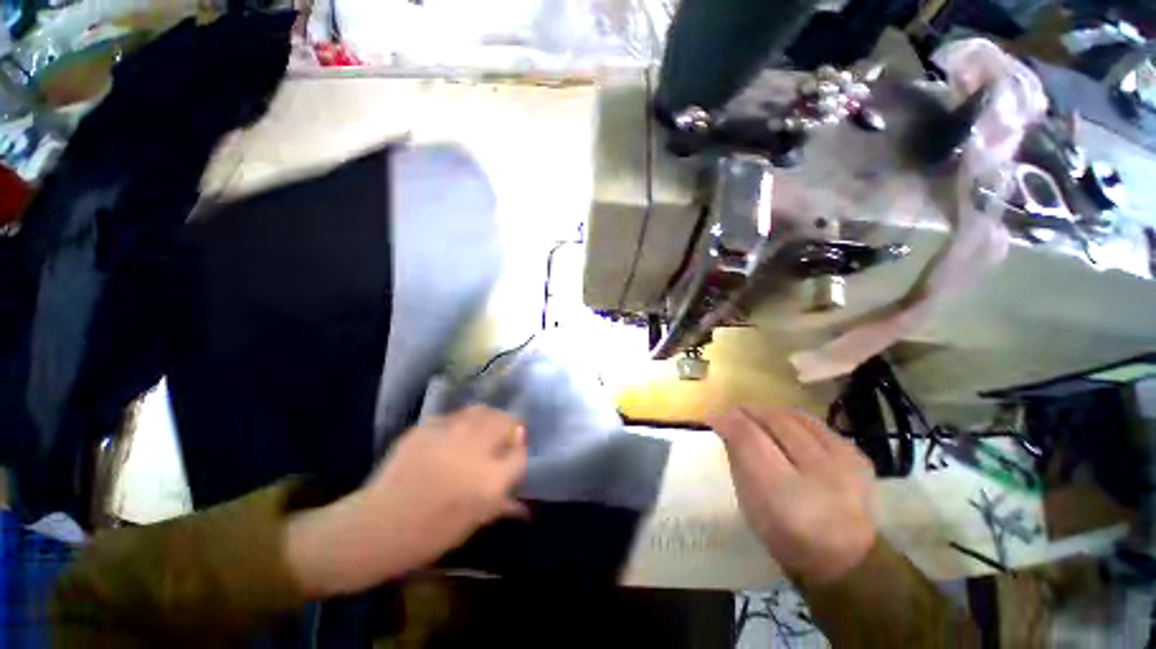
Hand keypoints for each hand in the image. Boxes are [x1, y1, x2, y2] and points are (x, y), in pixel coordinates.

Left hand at [287, 406, 527, 596]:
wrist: (376, 527)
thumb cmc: (429, 534)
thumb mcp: (475, 522)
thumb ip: (504, 502)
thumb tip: (525, 500)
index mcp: (490, 480)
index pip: (521, 452)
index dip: (521, 447)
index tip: (516, 448)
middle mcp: (474, 450)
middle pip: (506, 421)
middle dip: (510, 426)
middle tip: (502, 436)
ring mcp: (449, 434)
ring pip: (482, 410)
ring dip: (488, 418)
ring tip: (482, 429)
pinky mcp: (427, 427)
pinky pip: (454, 416)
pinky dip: (460, 422)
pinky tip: (452, 435)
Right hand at [708, 406, 875, 584]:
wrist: (843, 558)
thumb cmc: (785, 534)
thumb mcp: (750, 501)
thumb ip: (737, 458)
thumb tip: (724, 422)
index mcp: (784, 493)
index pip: (751, 439)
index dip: (729, 421)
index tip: (713, 416)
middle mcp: (818, 472)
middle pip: (775, 423)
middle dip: (748, 412)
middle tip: (732, 413)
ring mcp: (844, 462)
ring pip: (796, 417)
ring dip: (770, 413)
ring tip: (756, 416)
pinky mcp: (857, 456)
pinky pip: (816, 424)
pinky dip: (794, 420)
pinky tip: (785, 426)